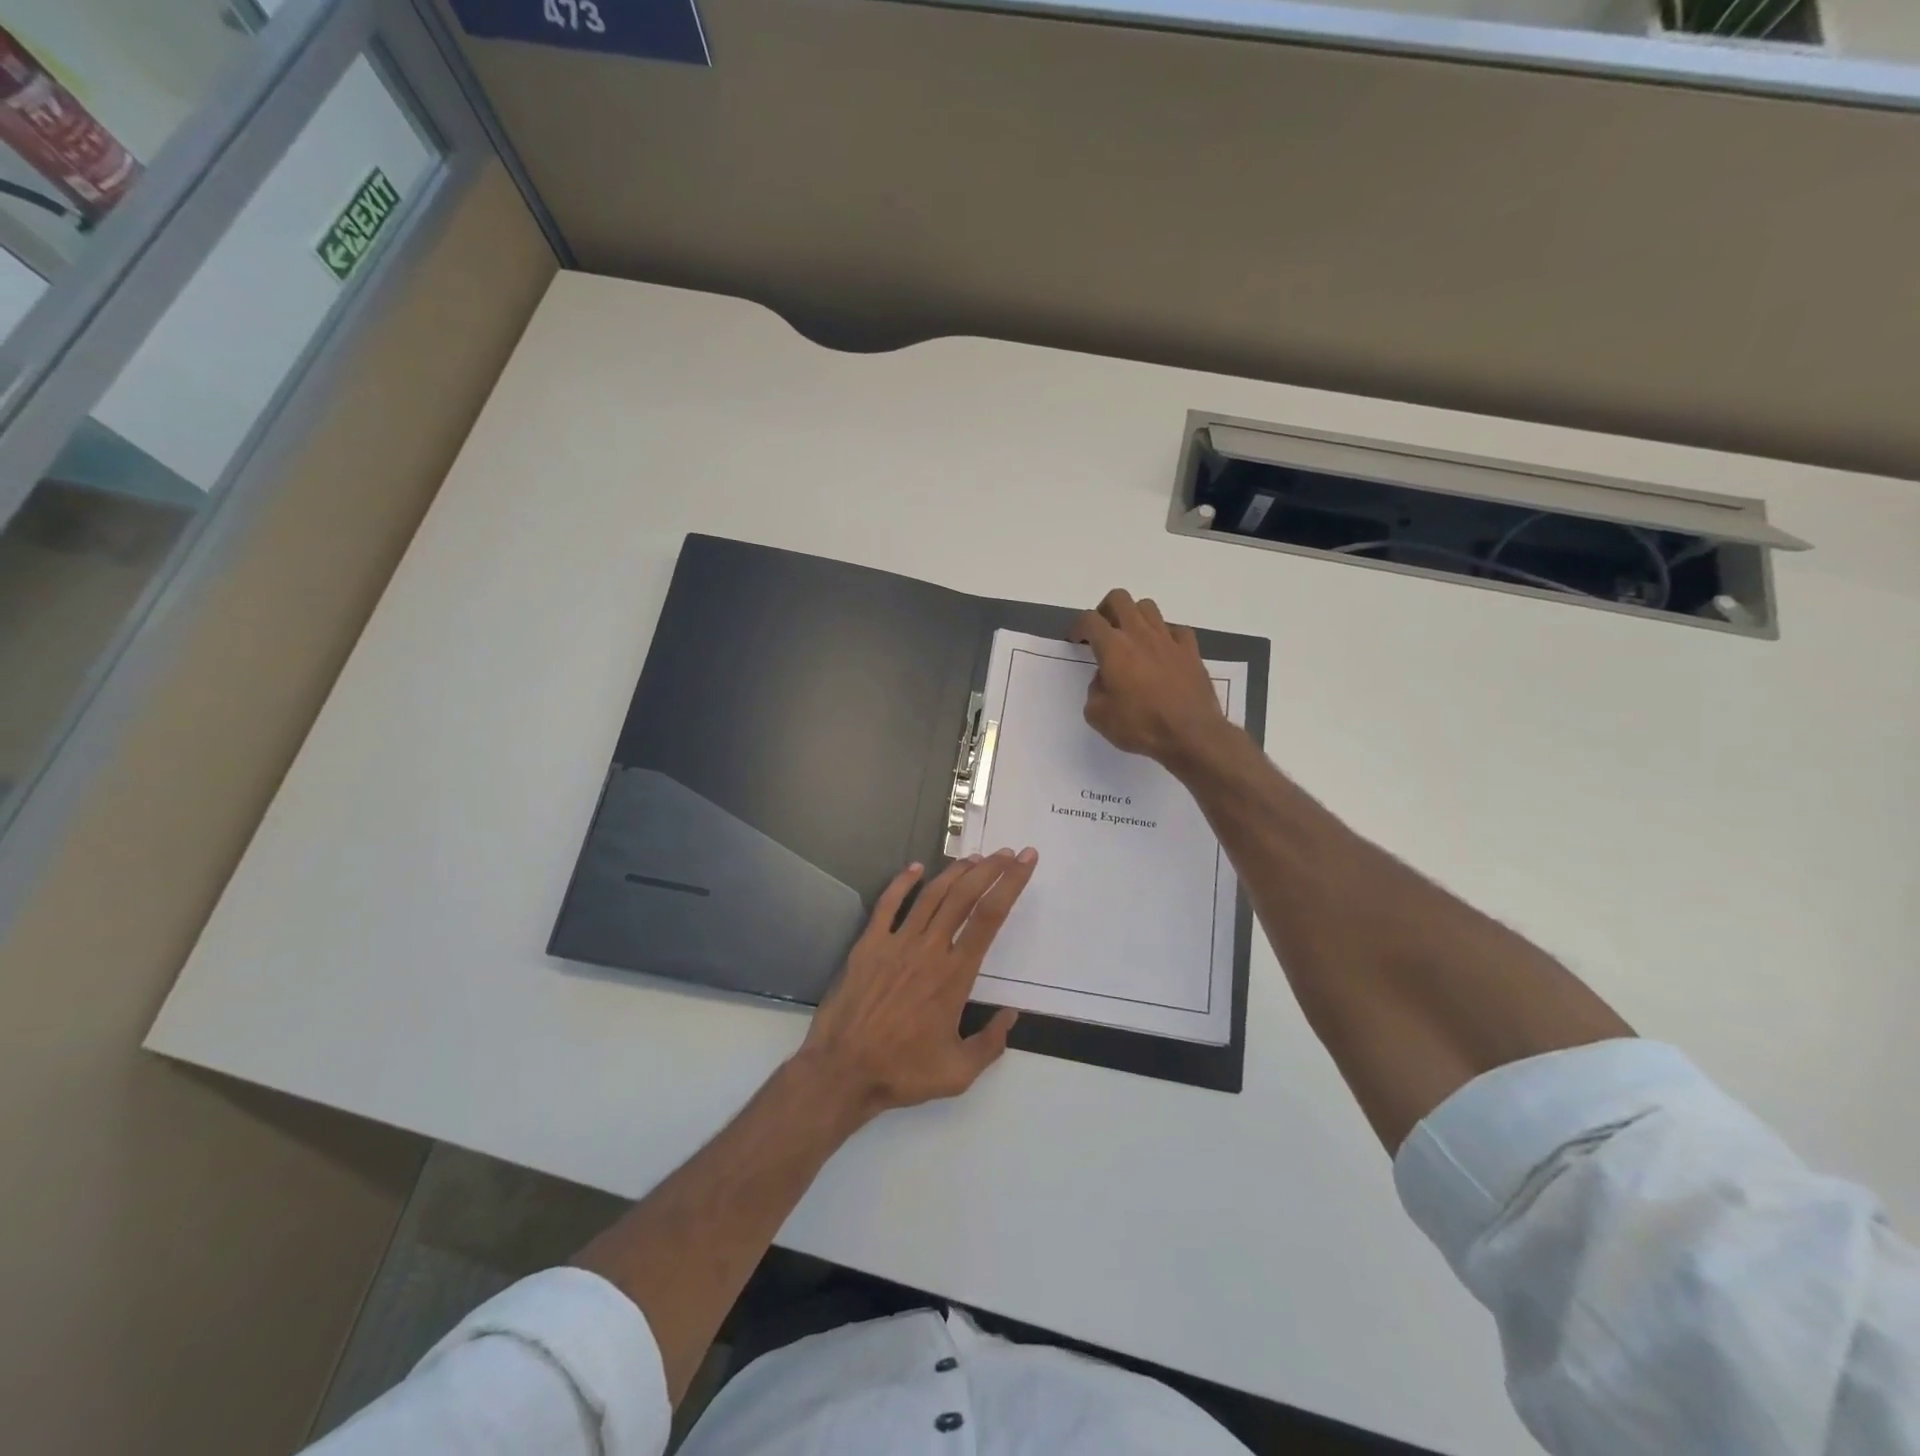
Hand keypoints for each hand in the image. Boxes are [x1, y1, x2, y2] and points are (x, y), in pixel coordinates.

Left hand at [798, 849, 1036, 1120]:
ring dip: (955, 872)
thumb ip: (991, 1043)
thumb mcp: (959, 1072)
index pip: (990, 917)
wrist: (843, 1071)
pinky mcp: (868, 944)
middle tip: (1007, 853)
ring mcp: (896, 943)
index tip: (1025, 862)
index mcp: (955, 974)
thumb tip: (1011, 1015)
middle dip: (990, 869)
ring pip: (931, 895)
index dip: (1011, 884)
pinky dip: (902, 882)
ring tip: (975, 858)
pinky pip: (887, 904)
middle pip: (964, 896)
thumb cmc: (903, 1072)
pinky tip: (916, 868)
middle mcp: (929, 949)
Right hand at [1071, 589, 1228, 769]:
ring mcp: (1168, 639)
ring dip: (1134, 617)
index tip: (1077, 641)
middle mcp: (1140, 634)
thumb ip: (1094, 691)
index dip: (1078, 627)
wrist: (1191, 734)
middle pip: (1119, 599)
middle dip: (1105, 610)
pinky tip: (1162, 652)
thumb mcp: (1099, 716)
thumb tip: (1104, 679)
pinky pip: (1175, 629)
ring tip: (1131, 639)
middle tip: (1103, 632)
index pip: (1090, 620)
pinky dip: (1165, 635)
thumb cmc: (1140, 725)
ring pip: (1148, 607)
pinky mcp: (1191, 650)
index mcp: (1113, 647)